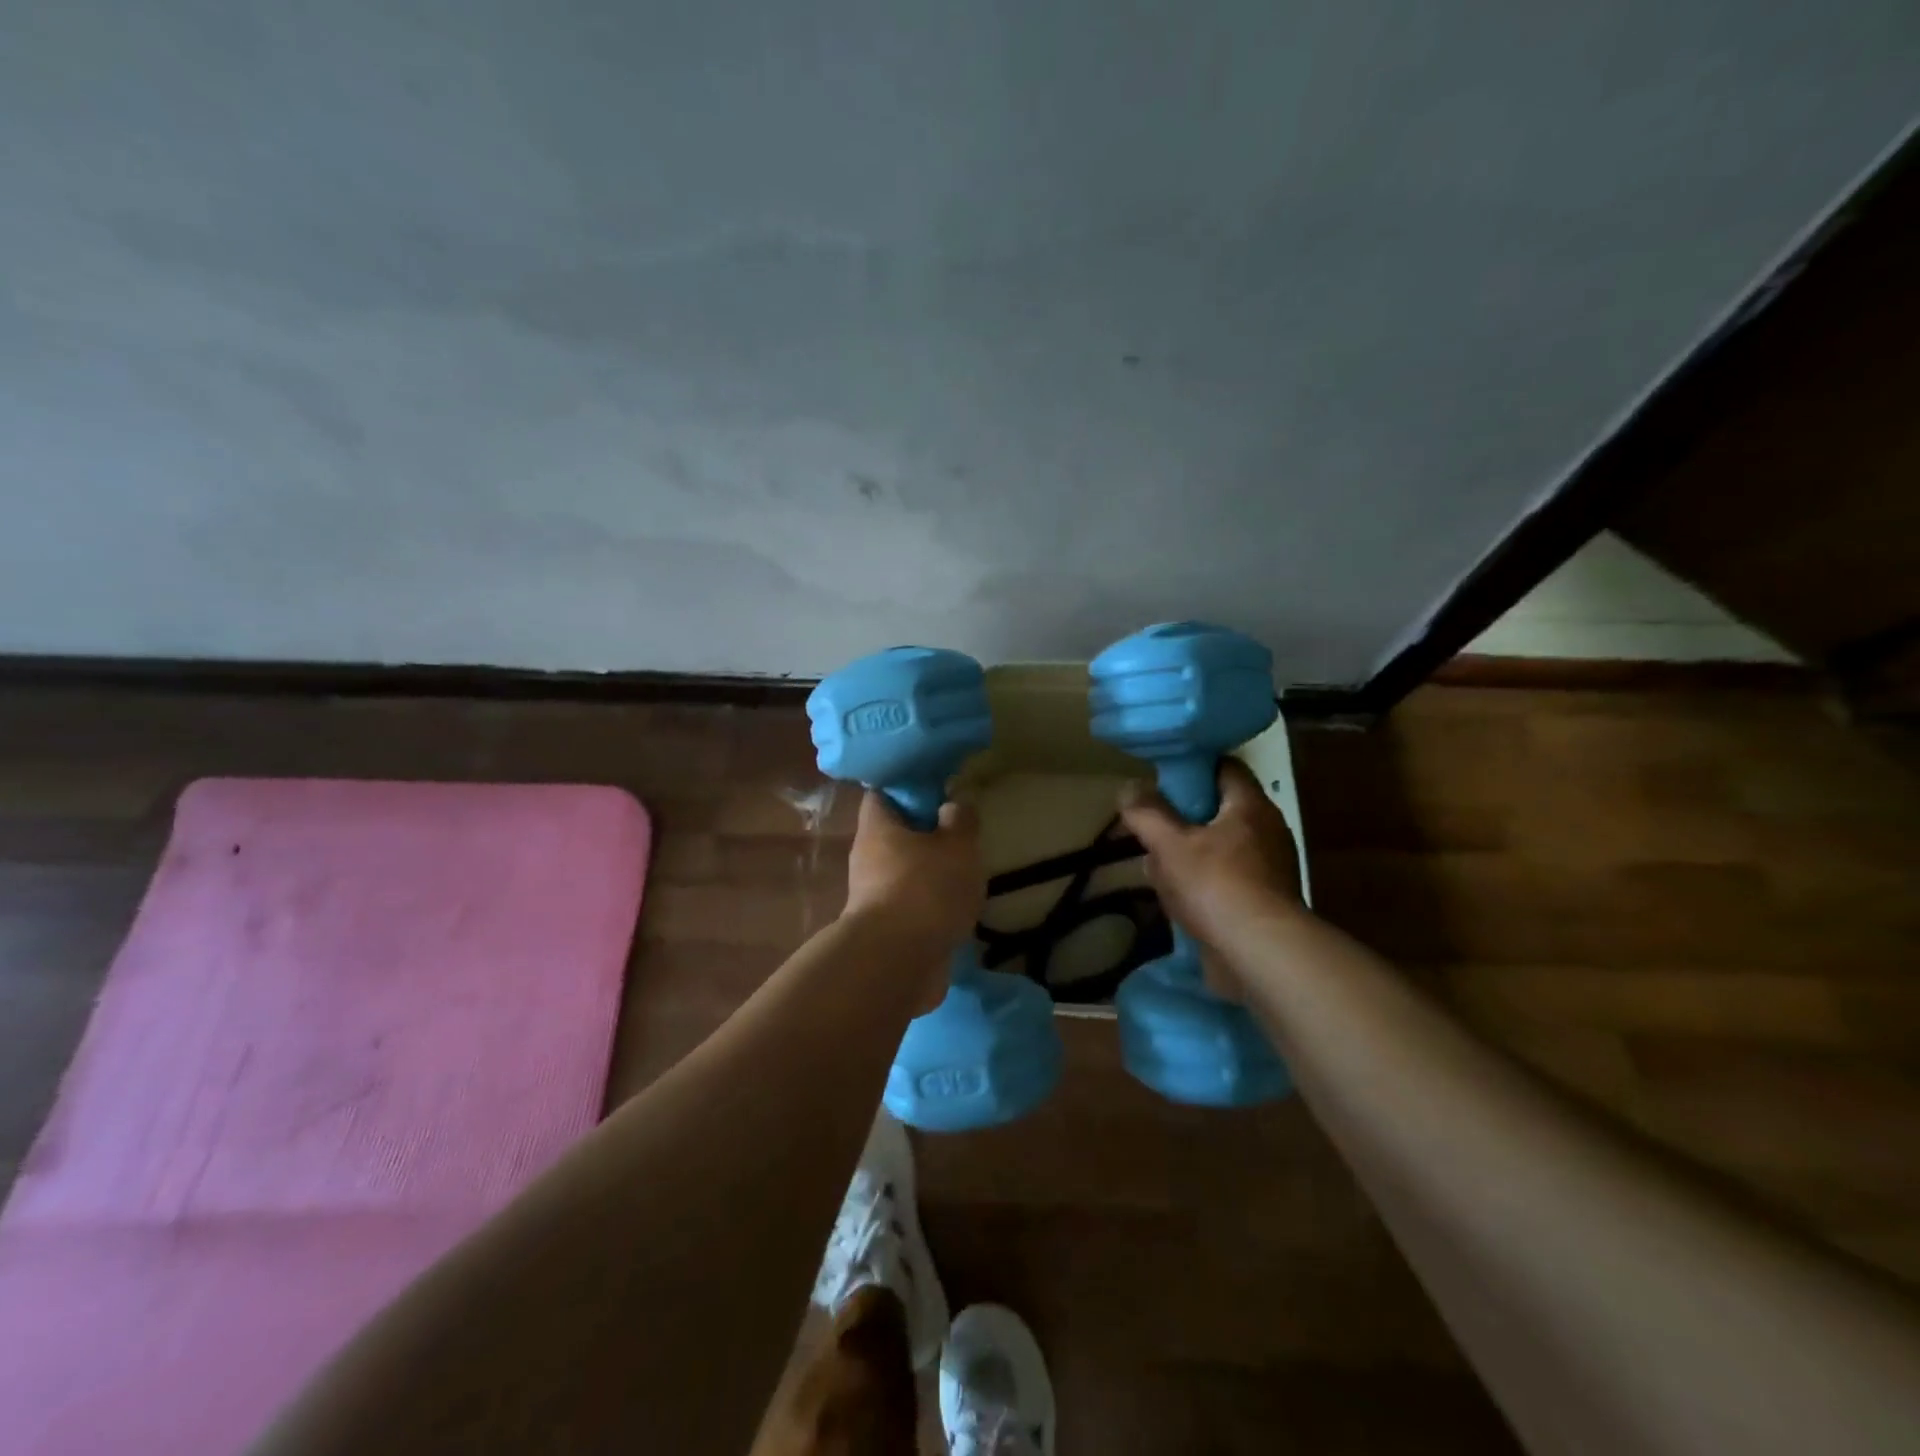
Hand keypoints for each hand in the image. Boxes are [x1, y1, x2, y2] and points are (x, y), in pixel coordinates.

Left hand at [843, 790, 985, 958]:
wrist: (898, 964)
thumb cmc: (926, 889)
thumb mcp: (957, 845)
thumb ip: (960, 821)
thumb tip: (953, 804)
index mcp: (877, 828)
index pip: (882, 794)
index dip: (907, 789)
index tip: (937, 790)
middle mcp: (867, 859)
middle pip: (894, 835)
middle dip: (924, 835)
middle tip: (959, 834)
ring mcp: (872, 898)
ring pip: (903, 873)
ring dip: (929, 873)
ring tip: (966, 874)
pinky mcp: (885, 931)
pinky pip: (910, 907)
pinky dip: (930, 906)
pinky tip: (957, 909)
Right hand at [1118, 759, 1303, 992]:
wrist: (1261, 954)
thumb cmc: (1216, 885)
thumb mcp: (1169, 844)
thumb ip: (1146, 813)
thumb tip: (1129, 788)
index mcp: (1251, 806)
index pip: (1225, 768)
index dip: (1193, 769)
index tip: (1163, 782)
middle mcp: (1268, 831)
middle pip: (1218, 811)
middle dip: (1182, 821)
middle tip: (1153, 830)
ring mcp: (1270, 869)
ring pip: (1219, 849)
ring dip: (1188, 857)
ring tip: (1157, 870)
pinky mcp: (1265, 902)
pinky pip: (1226, 880)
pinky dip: (1202, 885)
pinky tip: (1178, 901)